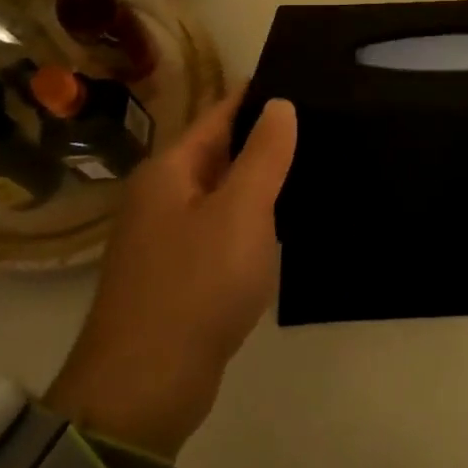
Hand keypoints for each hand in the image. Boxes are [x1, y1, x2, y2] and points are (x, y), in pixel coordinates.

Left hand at [46, 90, 297, 458]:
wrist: (144, 388)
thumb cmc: (195, 285)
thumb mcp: (241, 211)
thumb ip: (264, 154)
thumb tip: (280, 104)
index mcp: (170, 170)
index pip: (220, 113)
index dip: (258, 96)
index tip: (302, 79)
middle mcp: (162, 195)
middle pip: (220, 151)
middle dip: (264, 138)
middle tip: (323, 122)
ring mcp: (168, 236)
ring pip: (223, 192)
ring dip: (260, 180)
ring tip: (313, 164)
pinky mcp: (179, 273)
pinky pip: (222, 228)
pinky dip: (251, 219)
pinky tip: (285, 222)